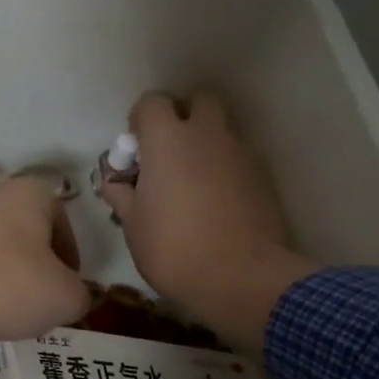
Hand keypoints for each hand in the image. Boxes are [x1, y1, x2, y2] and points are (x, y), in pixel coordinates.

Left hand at [0, 177, 90, 378]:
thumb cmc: (2, 282)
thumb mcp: (63, 298)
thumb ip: (80, 296)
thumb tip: (71, 297)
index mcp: (33, 194)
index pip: (66, 227)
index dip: (71, 264)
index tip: (66, 292)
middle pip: (29, 238)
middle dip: (36, 272)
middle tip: (38, 305)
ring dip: (4, 280)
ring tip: (3, 312)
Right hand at [98, 92, 317, 350]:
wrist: (241, 278)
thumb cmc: (173, 248)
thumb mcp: (132, 224)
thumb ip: (121, 194)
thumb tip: (115, 181)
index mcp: (167, 140)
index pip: (152, 102)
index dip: (140, 121)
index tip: (136, 151)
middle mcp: (207, 135)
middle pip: (198, 100)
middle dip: (183, 116)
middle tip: (169, 153)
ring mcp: (240, 154)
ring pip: (221, 130)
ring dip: (205, 144)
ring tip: (192, 185)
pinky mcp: (262, 177)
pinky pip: (237, 159)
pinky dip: (224, 169)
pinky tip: (215, 204)